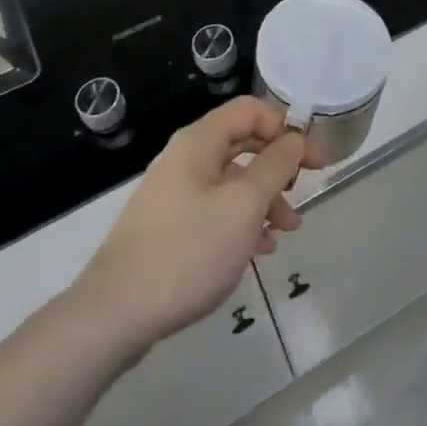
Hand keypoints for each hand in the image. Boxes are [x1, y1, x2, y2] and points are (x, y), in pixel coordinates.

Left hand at [70, 98, 315, 353]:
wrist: (114, 315)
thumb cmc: (188, 250)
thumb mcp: (244, 205)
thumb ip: (275, 166)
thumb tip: (294, 138)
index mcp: (200, 142)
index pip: (251, 110)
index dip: (286, 128)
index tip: (312, 162)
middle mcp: (185, 159)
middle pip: (242, 145)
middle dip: (278, 167)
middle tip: (303, 193)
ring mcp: (173, 194)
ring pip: (231, 182)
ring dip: (264, 200)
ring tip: (286, 232)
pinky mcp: (169, 228)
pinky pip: (214, 211)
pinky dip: (241, 222)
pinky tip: (258, 250)